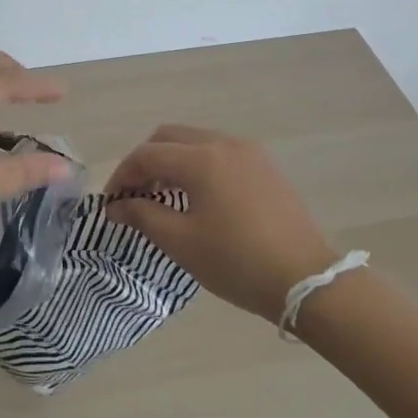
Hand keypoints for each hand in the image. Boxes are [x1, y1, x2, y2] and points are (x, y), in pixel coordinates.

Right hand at [105, 125, 335, 320]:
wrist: (306, 280)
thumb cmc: (236, 262)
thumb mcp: (181, 242)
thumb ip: (142, 215)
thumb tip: (116, 206)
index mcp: (201, 159)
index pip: (146, 155)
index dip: (122, 176)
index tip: (111, 204)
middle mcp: (224, 143)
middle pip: (169, 137)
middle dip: (145, 162)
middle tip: (134, 195)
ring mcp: (249, 152)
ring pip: (195, 141)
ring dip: (171, 161)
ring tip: (162, 196)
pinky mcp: (265, 166)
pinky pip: (219, 152)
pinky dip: (197, 165)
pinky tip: (196, 196)